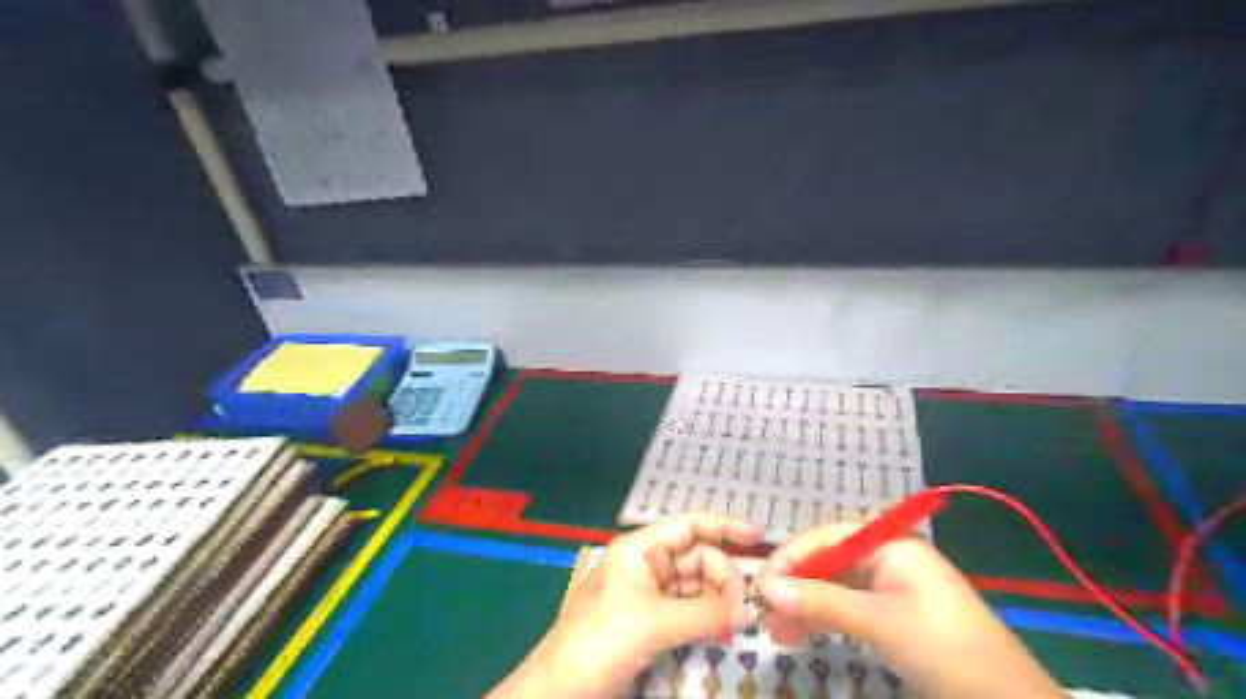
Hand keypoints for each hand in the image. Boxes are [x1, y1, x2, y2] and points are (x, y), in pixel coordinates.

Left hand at [484, 513, 757, 697]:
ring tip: (735, 624)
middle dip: (723, 576)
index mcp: (640, 548)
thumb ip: (706, 614)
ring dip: (718, 600)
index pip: (689, 525)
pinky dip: (707, 618)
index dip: (724, 526)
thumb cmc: (601, 640)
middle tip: (743, 608)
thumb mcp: (655, 622)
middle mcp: (646, 563)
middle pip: (698, 556)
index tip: (759, 538)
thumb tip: (750, 612)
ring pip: (696, 585)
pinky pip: (689, 609)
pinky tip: (722, 631)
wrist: (561, 689)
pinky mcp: (651, 620)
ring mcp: (648, 593)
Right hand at [755, 525, 1065, 698]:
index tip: (760, 584)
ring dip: (804, 605)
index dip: (791, 559)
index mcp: (890, 543)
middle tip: (763, 613)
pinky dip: (822, 618)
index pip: (827, 538)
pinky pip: (846, 605)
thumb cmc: (947, 650)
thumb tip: (768, 588)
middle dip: (794, 586)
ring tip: (776, 631)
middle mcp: (887, 555)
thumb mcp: (880, 623)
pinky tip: (800, 632)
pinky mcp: (891, 611)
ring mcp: (889, 584)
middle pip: (827, 561)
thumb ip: (823, 602)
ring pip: (833, 585)